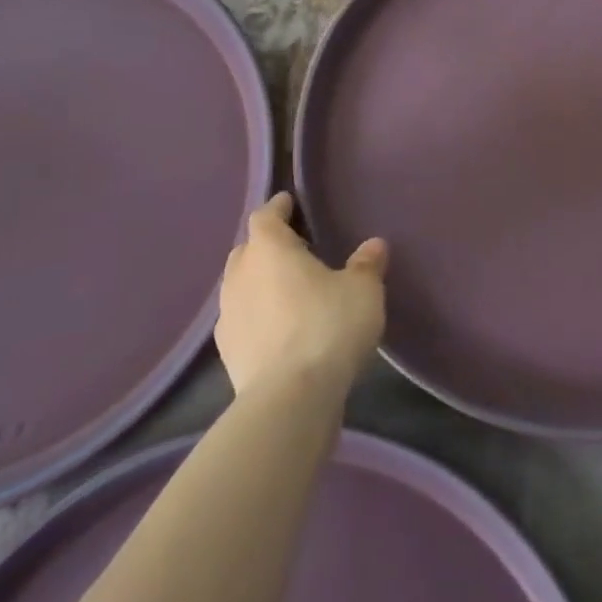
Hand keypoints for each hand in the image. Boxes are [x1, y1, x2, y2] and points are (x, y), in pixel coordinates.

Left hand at [215, 193, 388, 396]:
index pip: (266, 216)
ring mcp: (228, 315)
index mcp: (269, 249)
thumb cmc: (328, 327)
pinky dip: (257, 316)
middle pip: (249, 249)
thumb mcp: (363, 290)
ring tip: (289, 290)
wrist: (290, 398)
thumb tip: (373, 245)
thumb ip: (366, 264)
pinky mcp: (227, 352)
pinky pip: (242, 319)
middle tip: (296, 250)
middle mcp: (240, 275)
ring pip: (241, 285)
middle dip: (268, 245)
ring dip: (260, 283)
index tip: (290, 203)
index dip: (279, 208)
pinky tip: (279, 328)